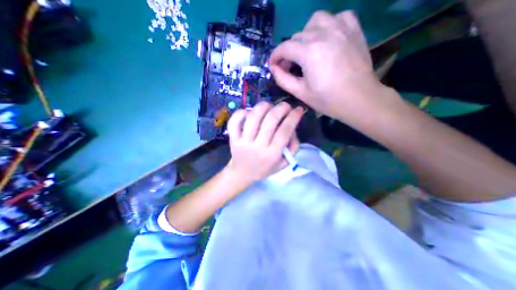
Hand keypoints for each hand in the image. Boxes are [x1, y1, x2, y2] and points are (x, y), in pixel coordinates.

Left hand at [225, 102, 303, 181]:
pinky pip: (234, 121)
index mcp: (271, 154)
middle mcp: (257, 147)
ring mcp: (243, 142)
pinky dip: (241, 112)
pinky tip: (249, 112)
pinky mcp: (232, 138)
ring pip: (253, 117)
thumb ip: (292, 148)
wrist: (242, 173)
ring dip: (263, 107)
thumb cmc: (264, 168)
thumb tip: (293, 129)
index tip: (299, 109)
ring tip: (269, 106)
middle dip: (281, 108)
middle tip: (286, 105)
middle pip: (270, 121)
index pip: (284, 132)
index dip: (293, 117)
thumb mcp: (283, 163)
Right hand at [271, 11, 386, 121]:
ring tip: (307, 49)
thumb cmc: (327, 100)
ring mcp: (340, 28)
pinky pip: (337, 17)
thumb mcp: (300, 93)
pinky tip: (327, 39)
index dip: (275, 56)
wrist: (359, 99)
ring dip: (306, 34)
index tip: (274, 65)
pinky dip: (328, 25)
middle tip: (291, 65)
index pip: (284, 47)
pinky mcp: (353, 29)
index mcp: (309, 52)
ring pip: (315, 21)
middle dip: (289, 51)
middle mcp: (323, 34)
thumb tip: (273, 68)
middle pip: (297, 36)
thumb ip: (283, 79)